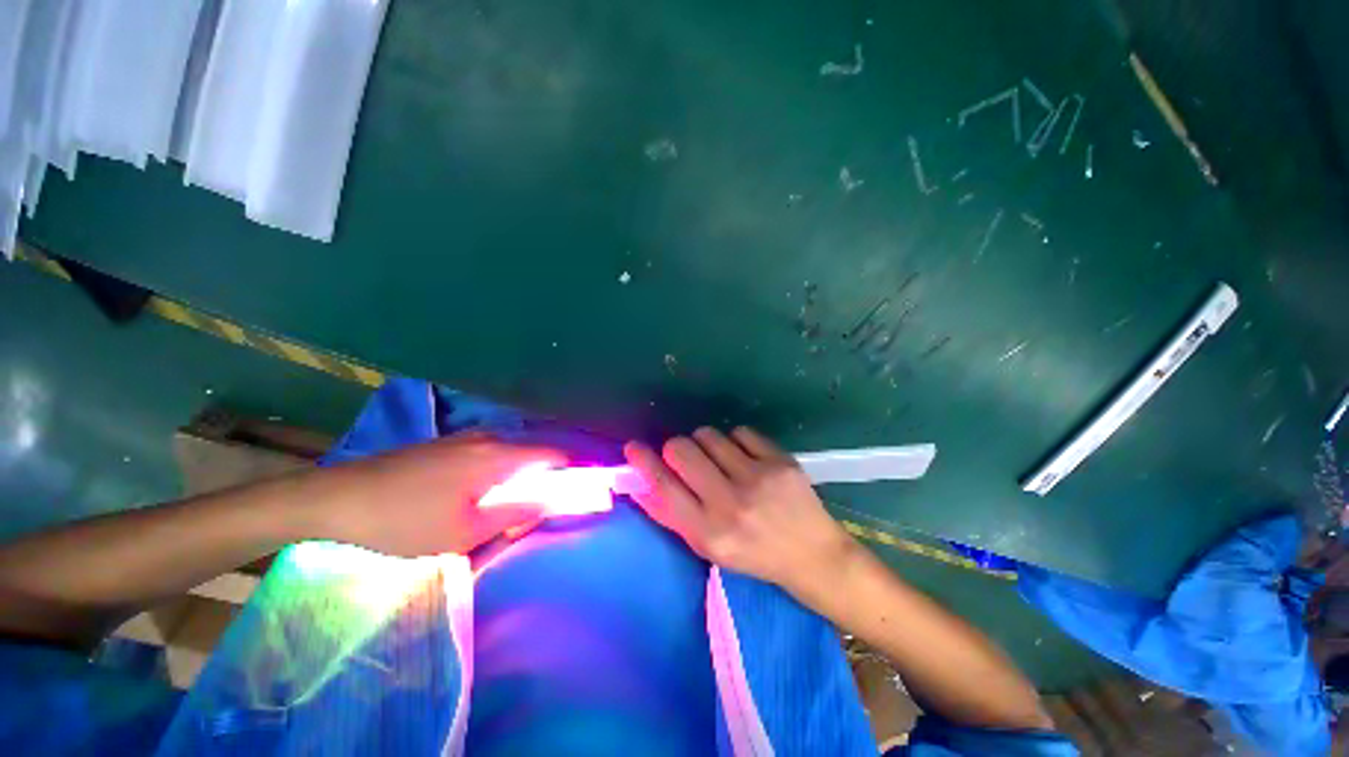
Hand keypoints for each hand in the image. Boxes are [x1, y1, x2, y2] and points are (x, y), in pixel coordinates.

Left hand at [317, 433, 565, 556]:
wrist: (338, 498)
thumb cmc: (406, 520)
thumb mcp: (466, 530)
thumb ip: (517, 512)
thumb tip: (551, 502)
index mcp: (499, 455)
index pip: (555, 455)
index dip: (572, 473)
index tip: (575, 495)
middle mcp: (489, 437)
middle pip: (534, 455)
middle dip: (541, 482)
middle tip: (526, 515)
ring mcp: (466, 437)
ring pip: (511, 456)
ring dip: (517, 480)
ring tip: (497, 511)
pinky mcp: (448, 444)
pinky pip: (489, 455)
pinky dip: (497, 474)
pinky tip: (472, 497)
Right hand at [623, 427, 856, 600]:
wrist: (813, 555)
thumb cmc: (753, 555)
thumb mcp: (707, 546)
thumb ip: (671, 515)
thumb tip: (639, 483)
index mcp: (708, 532)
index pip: (663, 485)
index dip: (643, 461)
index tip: (633, 447)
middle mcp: (730, 503)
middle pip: (682, 449)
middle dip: (676, 448)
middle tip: (686, 457)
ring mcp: (757, 478)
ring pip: (709, 435)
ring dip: (705, 443)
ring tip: (719, 459)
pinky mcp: (780, 461)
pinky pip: (740, 431)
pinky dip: (735, 441)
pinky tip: (745, 458)